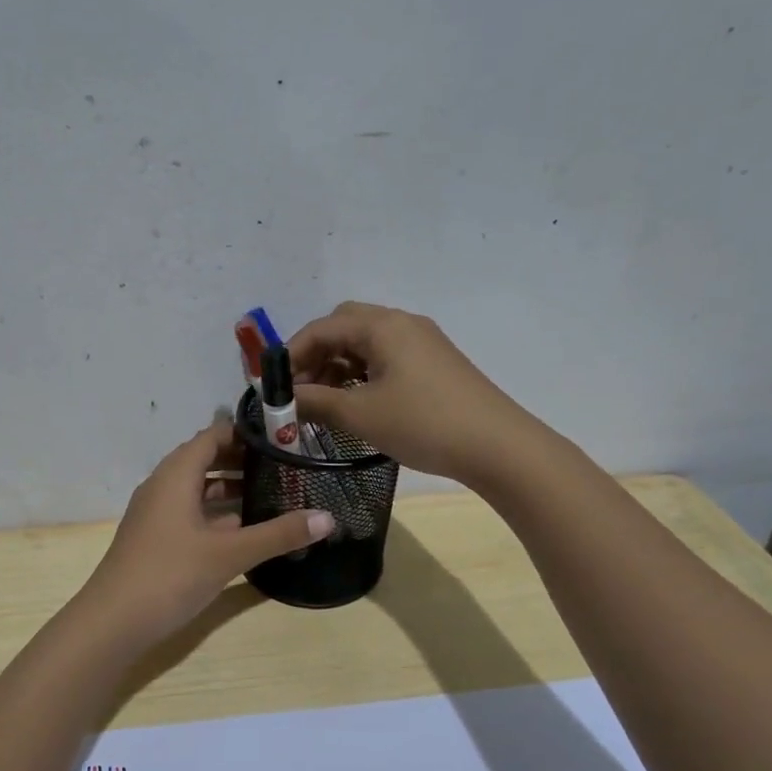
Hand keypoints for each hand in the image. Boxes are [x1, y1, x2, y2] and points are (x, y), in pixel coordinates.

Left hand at [81, 421, 335, 644]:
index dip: (244, 433)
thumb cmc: (170, 575)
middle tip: (284, 465)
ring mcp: (156, 514)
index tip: (281, 435)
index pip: (212, 436)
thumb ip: (278, 534)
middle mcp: (162, 486)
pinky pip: (190, 513)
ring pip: (197, 489)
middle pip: (205, 460)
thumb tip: (328, 518)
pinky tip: (243, 528)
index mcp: (175, 475)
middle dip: (242, 460)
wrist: (112, 622)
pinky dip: (216, 513)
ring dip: (230, 489)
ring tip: (272, 493)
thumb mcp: (229, 554)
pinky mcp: (155, 538)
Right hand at [290, 302, 528, 482]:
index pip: (322, 328)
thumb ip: (314, 403)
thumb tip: (281, 402)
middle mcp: (402, 324)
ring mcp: (423, 343)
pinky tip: (358, 404)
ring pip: (366, 344)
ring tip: (324, 403)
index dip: (291, 355)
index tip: (273, 387)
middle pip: (344, 327)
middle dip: (315, 356)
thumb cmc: (423, 423)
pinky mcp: (435, 364)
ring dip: (338, 367)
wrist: (498, 446)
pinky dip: (362, 375)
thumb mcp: (359, 415)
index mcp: (383, 326)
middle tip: (301, 391)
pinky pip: (386, 358)